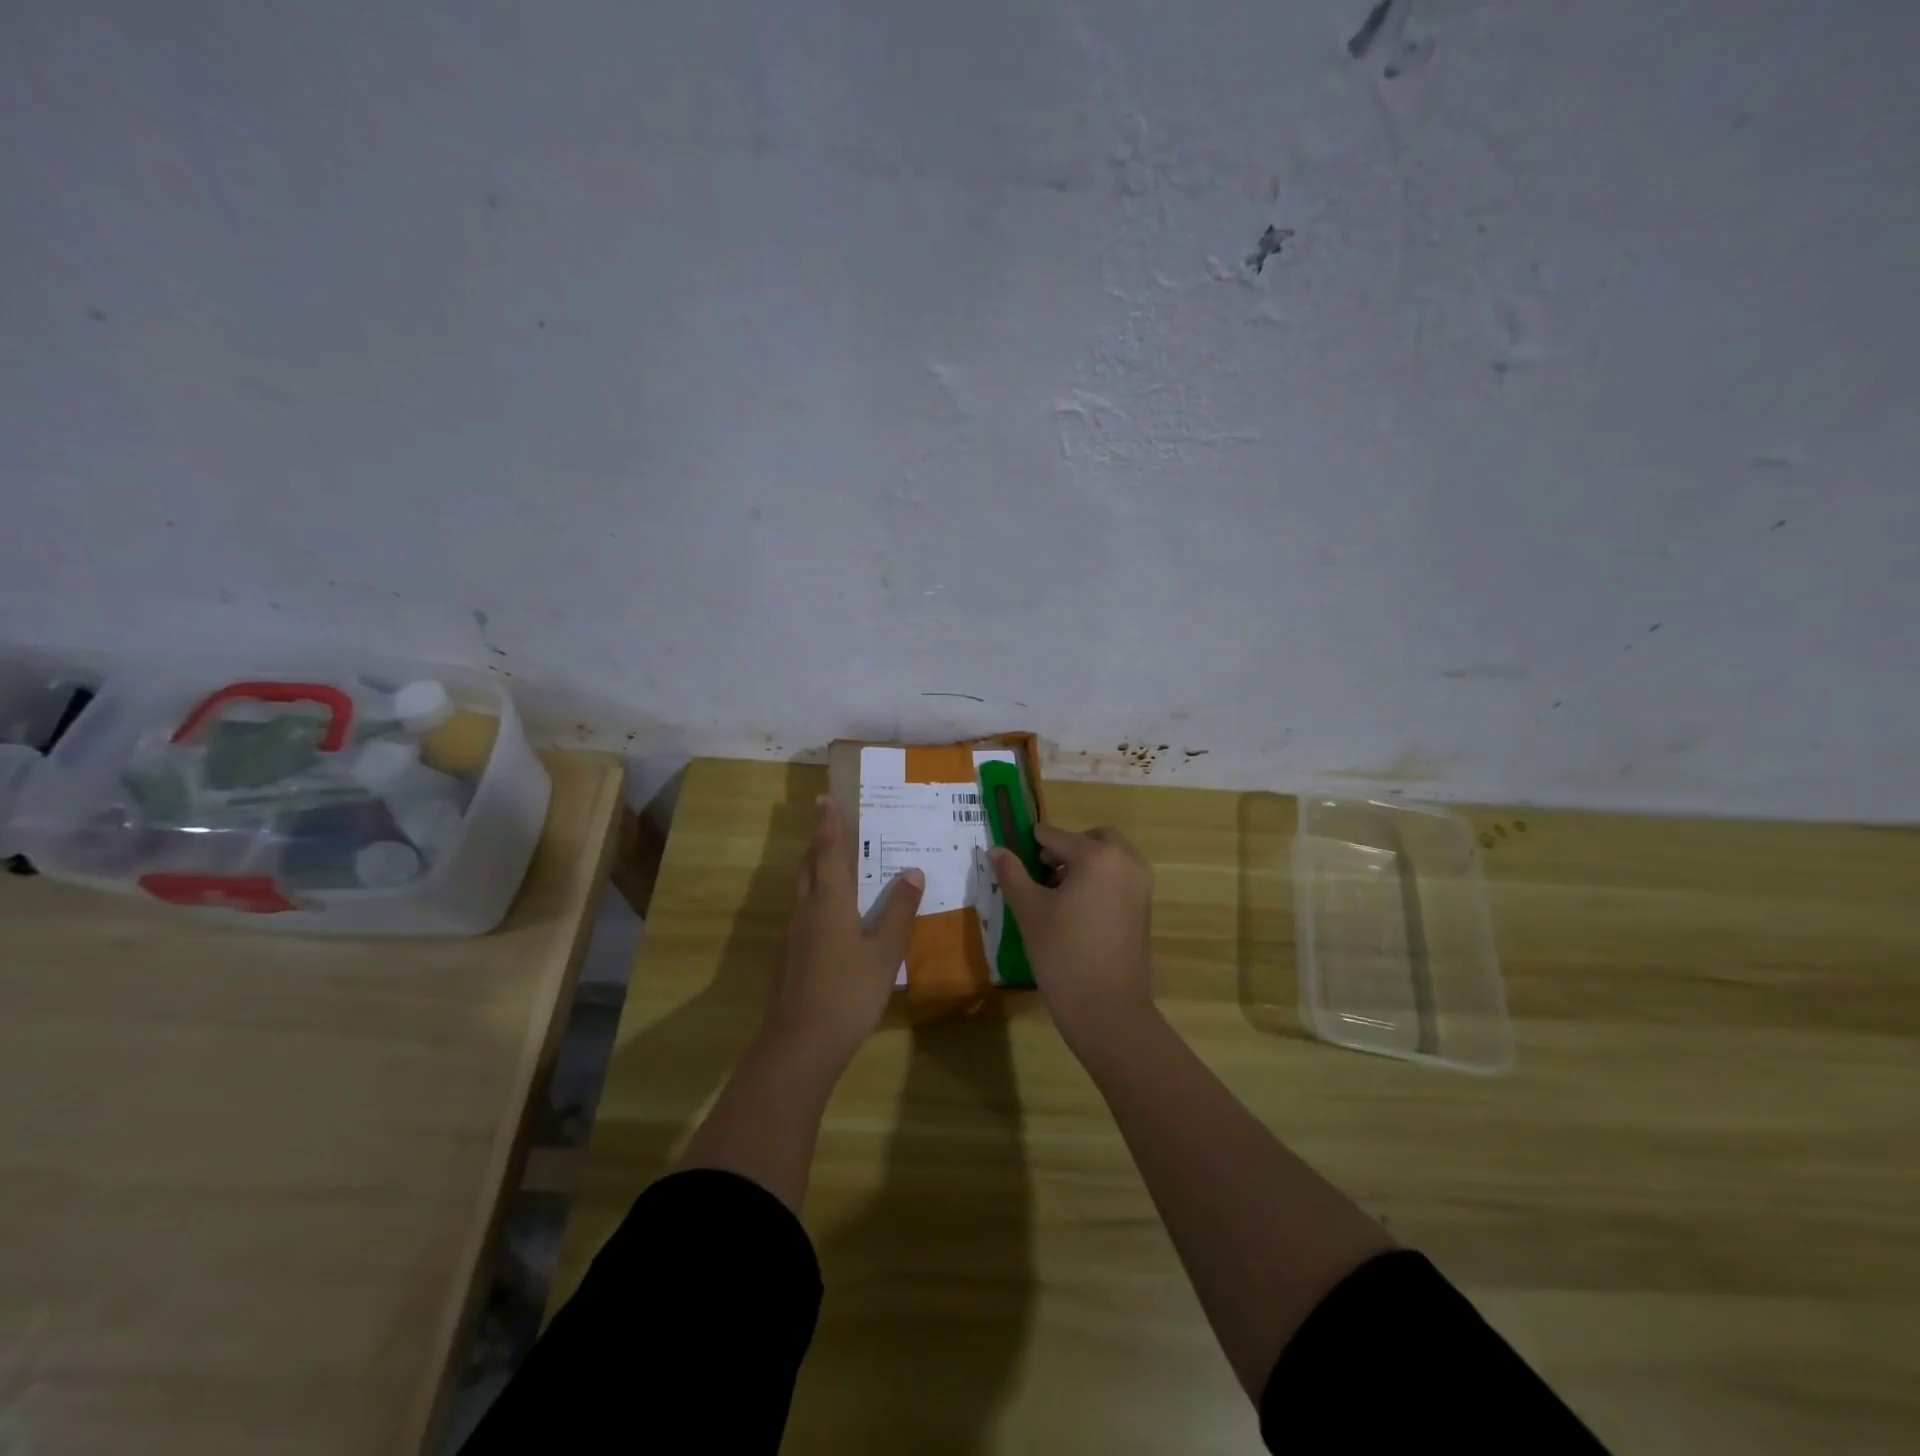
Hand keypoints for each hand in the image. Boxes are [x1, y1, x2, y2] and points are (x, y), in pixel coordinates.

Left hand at [766, 795, 923, 1061]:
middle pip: (809, 866)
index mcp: (829, 901)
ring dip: (814, 868)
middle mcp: (806, 909)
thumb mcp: (885, 952)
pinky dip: (814, 896)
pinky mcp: (789, 956)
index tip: (826, 799)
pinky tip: (828, 914)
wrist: (800, 1043)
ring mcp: (793, 934)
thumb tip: (912, 872)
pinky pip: (803, 911)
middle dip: (818, 842)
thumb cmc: (848, 992)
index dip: (829, 825)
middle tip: (829, 824)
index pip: (829, 852)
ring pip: (802, 889)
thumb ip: (899, 912)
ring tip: (831, 861)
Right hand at [989, 824, 1155, 1050]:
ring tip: (1055, 892)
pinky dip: (1101, 880)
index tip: (1016, 850)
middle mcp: (1126, 862)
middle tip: (1041, 868)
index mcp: (1098, 856)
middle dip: (1068, 847)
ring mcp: (1141, 886)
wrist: (1107, 1008)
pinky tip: (1076, 909)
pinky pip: (1121, 879)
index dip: (1034, 842)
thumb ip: (1012, 874)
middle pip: (1094, 839)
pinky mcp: (1145, 909)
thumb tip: (995, 850)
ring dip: (1085, 863)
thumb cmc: (1063, 953)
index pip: (1058, 837)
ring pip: (1111, 858)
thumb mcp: (1029, 910)